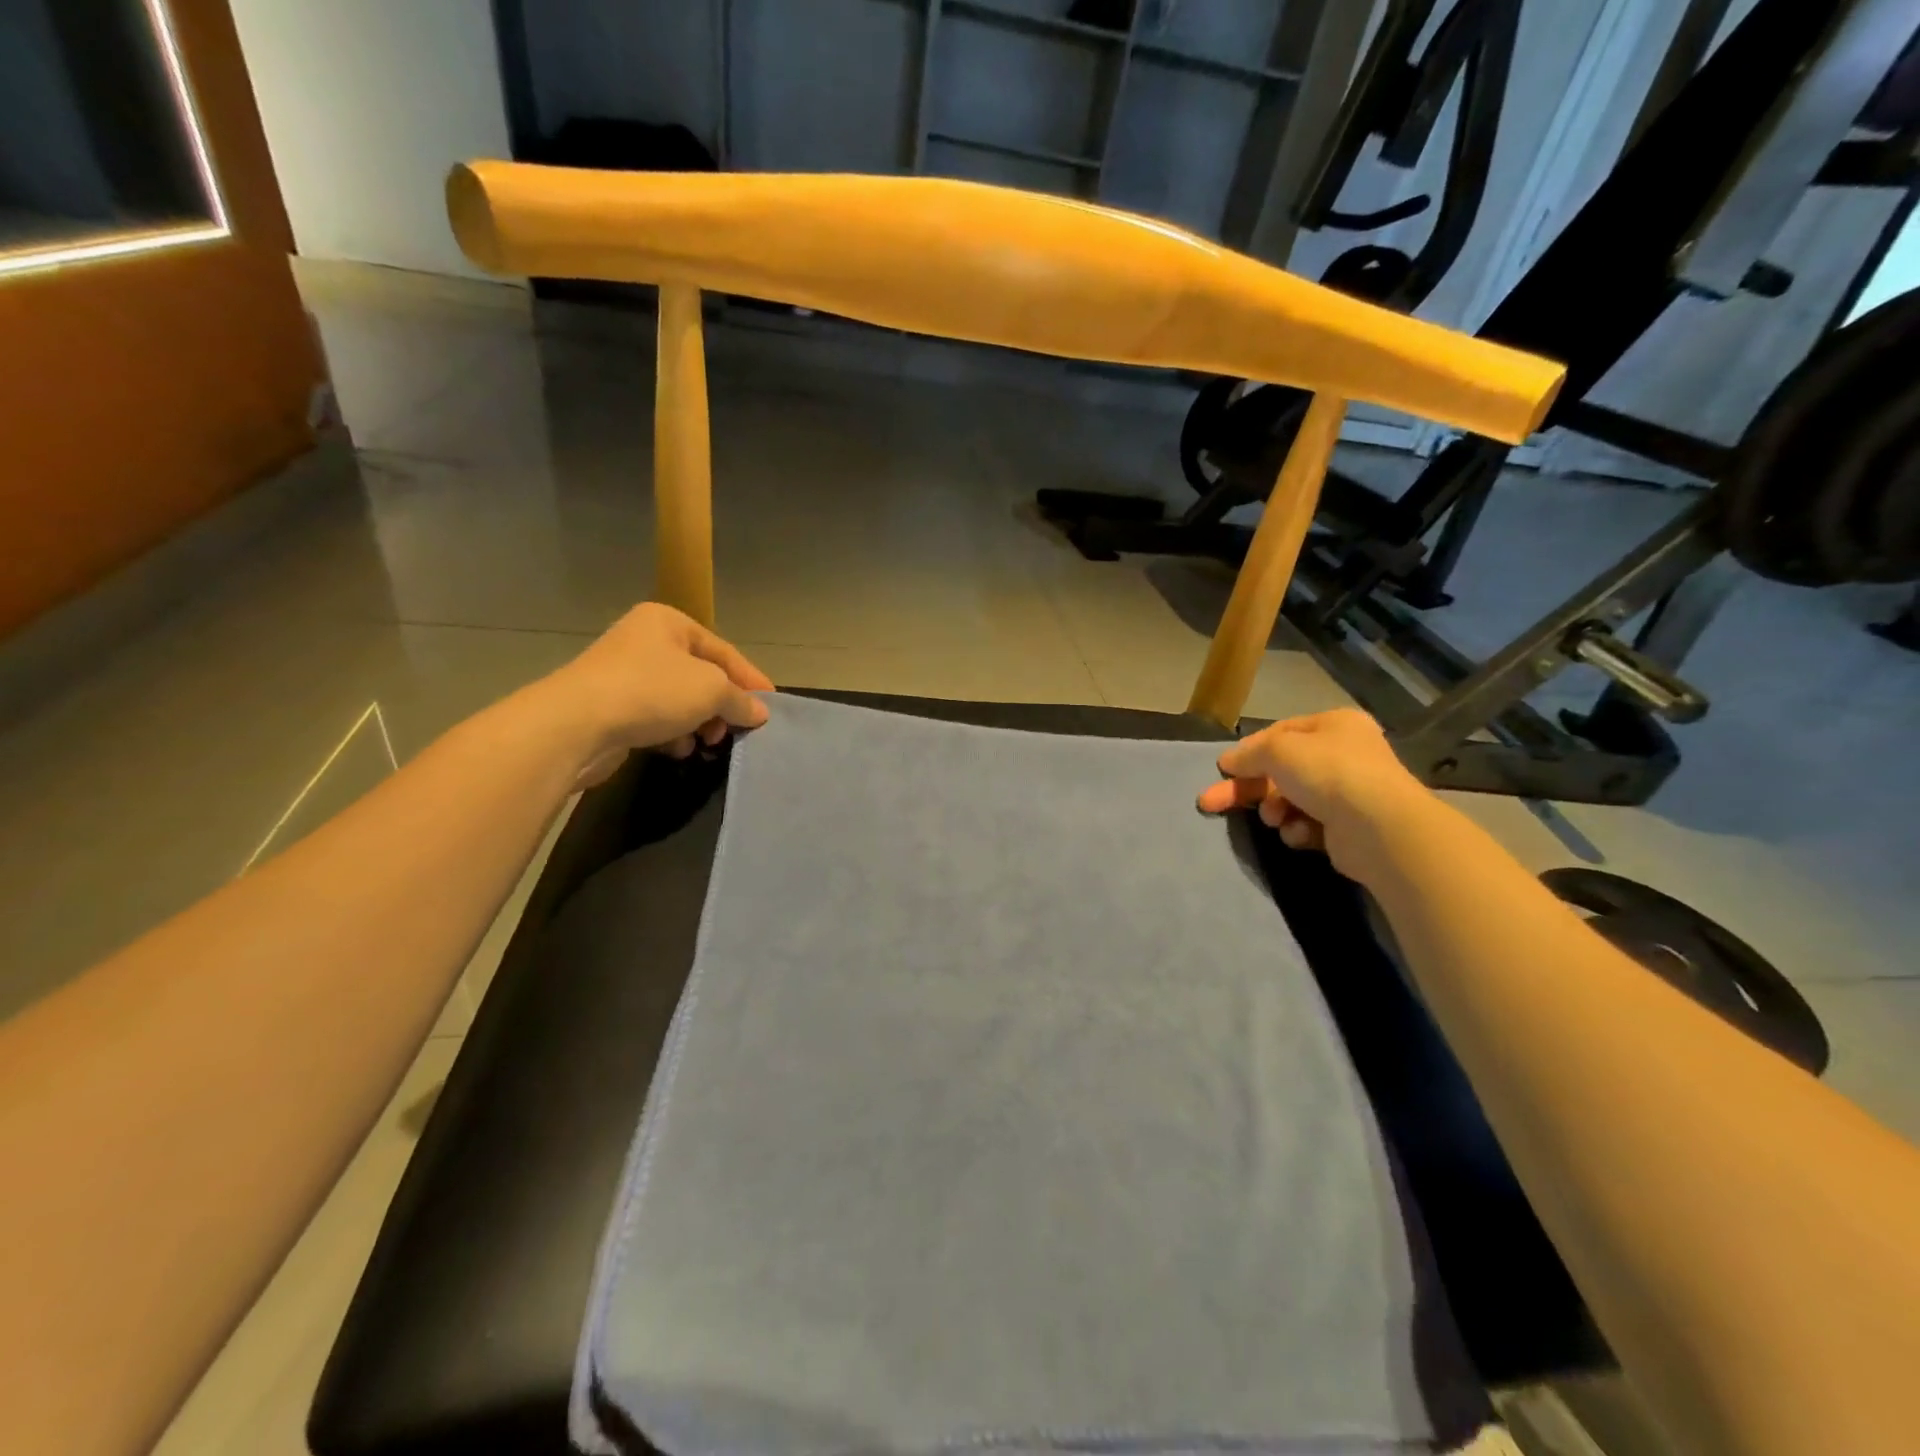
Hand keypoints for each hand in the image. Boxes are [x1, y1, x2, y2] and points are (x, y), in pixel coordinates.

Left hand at [542, 603, 773, 786]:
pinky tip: (677, 750)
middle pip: (701, 677)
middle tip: (735, 730)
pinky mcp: (611, 708)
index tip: (770, 707)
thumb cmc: (651, 691)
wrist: (575, 724)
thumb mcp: (711, 689)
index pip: (724, 652)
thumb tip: (759, 712)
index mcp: (668, 622)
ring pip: (679, 701)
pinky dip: (671, 734)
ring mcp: (625, 675)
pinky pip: (655, 718)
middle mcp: (645, 642)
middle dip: (722, 706)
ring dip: (698, 724)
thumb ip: (741, 700)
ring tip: (707, 743)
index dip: (751, 680)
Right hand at [1196, 708, 1430, 879]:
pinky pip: (1308, 824)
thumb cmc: (1327, 773)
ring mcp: (1348, 792)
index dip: (1249, 750)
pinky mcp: (1347, 828)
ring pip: (1291, 799)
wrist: (1378, 828)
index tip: (1222, 769)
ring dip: (1274, 810)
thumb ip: (1249, 753)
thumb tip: (1228, 761)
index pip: (1280, 733)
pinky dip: (1298, 830)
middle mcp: (1344, 754)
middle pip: (1280, 769)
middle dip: (1247, 788)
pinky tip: (1300, 834)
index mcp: (1334, 725)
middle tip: (1210, 802)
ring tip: (1274, 819)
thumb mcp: (1278, 750)